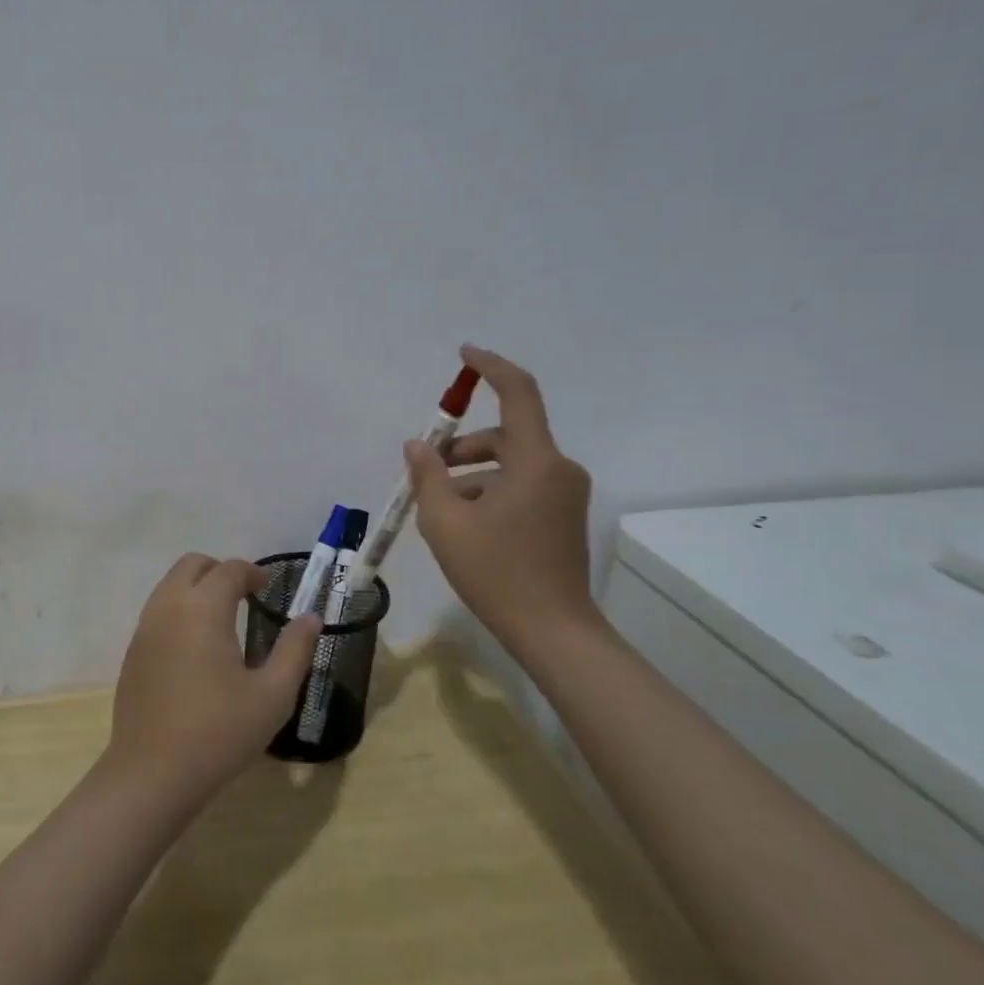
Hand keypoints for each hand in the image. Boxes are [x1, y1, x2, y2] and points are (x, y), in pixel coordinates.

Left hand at [103, 554, 320, 806]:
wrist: (152, 774)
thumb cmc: (219, 733)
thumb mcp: (272, 695)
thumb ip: (295, 650)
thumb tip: (311, 617)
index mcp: (203, 608)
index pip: (229, 570)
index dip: (252, 573)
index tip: (268, 588)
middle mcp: (169, 606)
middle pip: (192, 565)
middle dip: (220, 571)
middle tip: (245, 597)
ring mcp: (145, 628)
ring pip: (170, 585)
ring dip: (197, 588)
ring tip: (222, 620)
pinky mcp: (132, 651)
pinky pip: (157, 611)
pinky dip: (179, 610)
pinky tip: (195, 648)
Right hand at [405, 344, 595, 653]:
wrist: (552, 630)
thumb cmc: (496, 571)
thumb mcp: (445, 522)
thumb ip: (428, 475)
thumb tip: (418, 445)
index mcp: (536, 461)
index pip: (518, 393)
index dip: (491, 367)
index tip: (465, 354)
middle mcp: (559, 468)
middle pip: (506, 435)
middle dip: (463, 446)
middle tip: (428, 471)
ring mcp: (565, 494)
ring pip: (511, 464)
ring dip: (473, 474)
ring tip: (441, 508)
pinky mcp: (564, 515)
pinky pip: (523, 485)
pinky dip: (491, 491)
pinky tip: (466, 525)